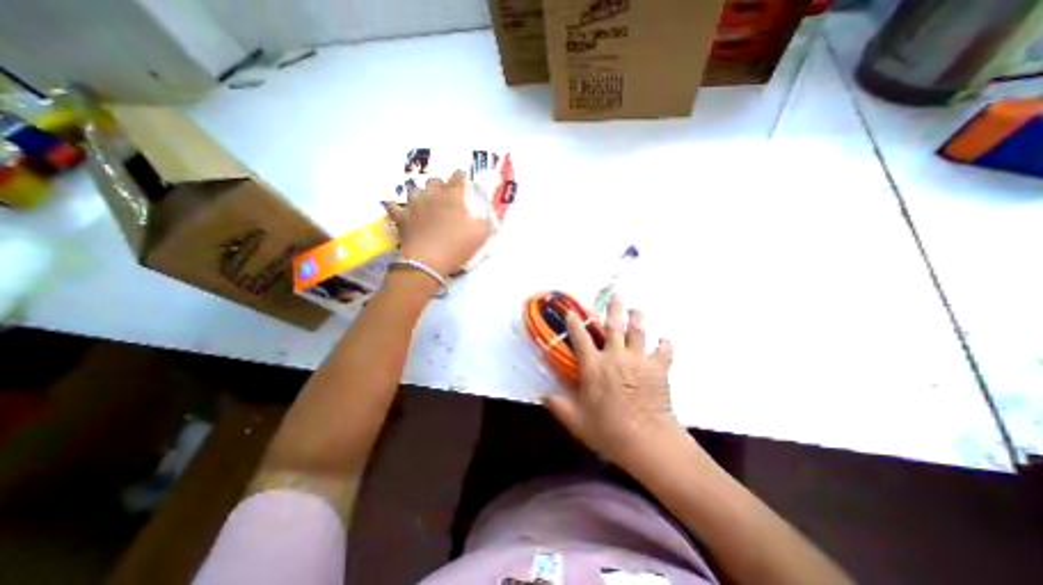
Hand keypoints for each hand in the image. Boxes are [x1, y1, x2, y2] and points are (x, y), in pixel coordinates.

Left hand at [382, 169, 493, 275]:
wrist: (428, 261)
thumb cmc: (456, 246)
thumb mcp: (481, 235)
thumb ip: (485, 222)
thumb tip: (485, 217)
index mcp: (452, 198)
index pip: (457, 179)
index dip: (460, 176)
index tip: (462, 176)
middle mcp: (431, 196)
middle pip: (433, 181)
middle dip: (440, 184)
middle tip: (444, 194)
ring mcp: (413, 206)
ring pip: (413, 189)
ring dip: (420, 193)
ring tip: (424, 200)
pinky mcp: (401, 218)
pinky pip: (392, 206)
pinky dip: (393, 205)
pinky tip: (393, 205)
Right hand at [542, 296, 681, 470]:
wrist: (646, 439)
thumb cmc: (607, 429)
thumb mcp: (576, 420)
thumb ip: (557, 405)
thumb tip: (541, 396)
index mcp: (594, 366)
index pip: (580, 339)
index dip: (574, 324)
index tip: (572, 311)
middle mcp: (615, 356)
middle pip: (614, 326)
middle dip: (614, 308)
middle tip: (616, 294)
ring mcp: (639, 360)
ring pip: (638, 332)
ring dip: (637, 318)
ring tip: (637, 309)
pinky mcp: (658, 368)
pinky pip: (664, 351)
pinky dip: (666, 343)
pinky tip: (665, 339)